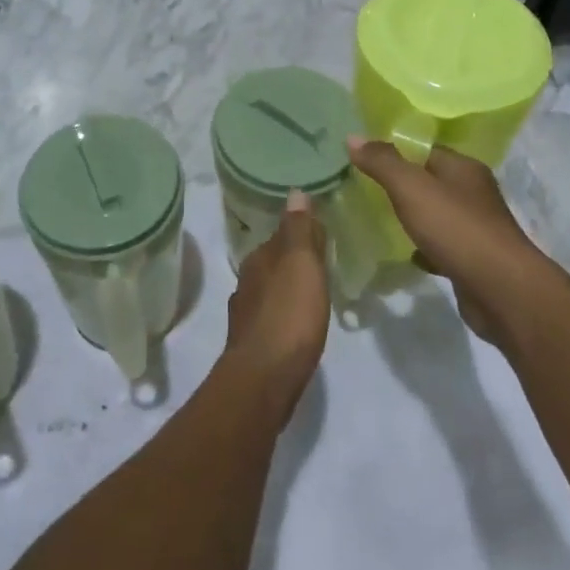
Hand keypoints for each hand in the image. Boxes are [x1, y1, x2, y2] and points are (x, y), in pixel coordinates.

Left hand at [223, 190, 329, 416]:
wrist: (264, 377)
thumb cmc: (289, 314)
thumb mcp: (301, 263)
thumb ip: (299, 229)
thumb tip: (294, 192)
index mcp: (258, 259)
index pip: (280, 235)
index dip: (301, 232)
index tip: (322, 234)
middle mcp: (247, 282)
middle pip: (274, 263)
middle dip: (293, 260)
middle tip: (322, 261)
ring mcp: (247, 315)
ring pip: (270, 290)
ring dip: (288, 288)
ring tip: (312, 292)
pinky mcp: (253, 344)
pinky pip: (272, 317)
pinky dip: (285, 314)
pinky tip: (297, 323)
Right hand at [346, 139, 548, 340]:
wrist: (501, 291)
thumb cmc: (456, 229)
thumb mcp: (411, 188)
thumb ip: (382, 162)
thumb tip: (353, 137)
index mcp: (463, 168)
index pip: (425, 149)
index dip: (395, 151)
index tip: (363, 158)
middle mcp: (473, 193)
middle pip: (431, 181)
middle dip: (401, 185)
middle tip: (364, 188)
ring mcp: (475, 228)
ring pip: (436, 215)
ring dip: (413, 217)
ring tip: (378, 218)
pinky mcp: (472, 260)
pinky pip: (441, 246)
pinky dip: (423, 248)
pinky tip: (404, 254)